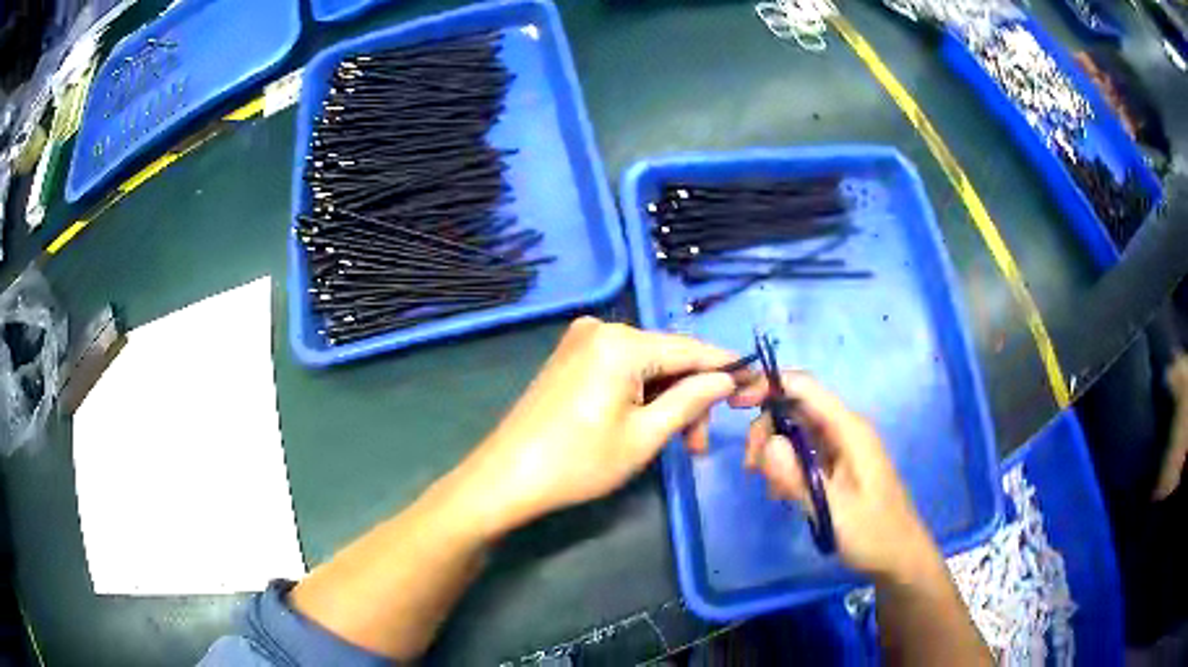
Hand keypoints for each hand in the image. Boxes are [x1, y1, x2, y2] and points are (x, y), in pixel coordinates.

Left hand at [457, 317, 742, 533]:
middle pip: (667, 356)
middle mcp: (601, 328)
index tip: (753, 383)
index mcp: (622, 342)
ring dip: (667, 398)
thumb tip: (725, 379)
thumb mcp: (645, 437)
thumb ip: (691, 400)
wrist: (507, 477)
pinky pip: (622, 366)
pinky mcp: (570, 356)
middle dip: (691, 396)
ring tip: (678, 442)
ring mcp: (581, 340)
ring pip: (646, 364)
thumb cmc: (579, 462)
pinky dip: (642, 391)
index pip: (690, 349)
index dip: (725, 367)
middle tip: (698, 444)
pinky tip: (649, 421)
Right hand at [731, 372, 938, 580]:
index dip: (769, 385)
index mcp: (850, 430)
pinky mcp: (837, 463)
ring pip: (797, 429)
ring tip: (771, 489)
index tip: (734, 404)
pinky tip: (783, 493)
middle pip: (796, 406)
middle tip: (751, 468)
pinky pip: (804, 450)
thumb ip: (799, 479)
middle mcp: (845, 429)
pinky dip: (786, 465)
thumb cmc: (872, 533)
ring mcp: (841, 446)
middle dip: (767, 428)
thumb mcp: (833, 511)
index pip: (805, 388)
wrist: (899, 555)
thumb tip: (766, 444)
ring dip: (774, 451)